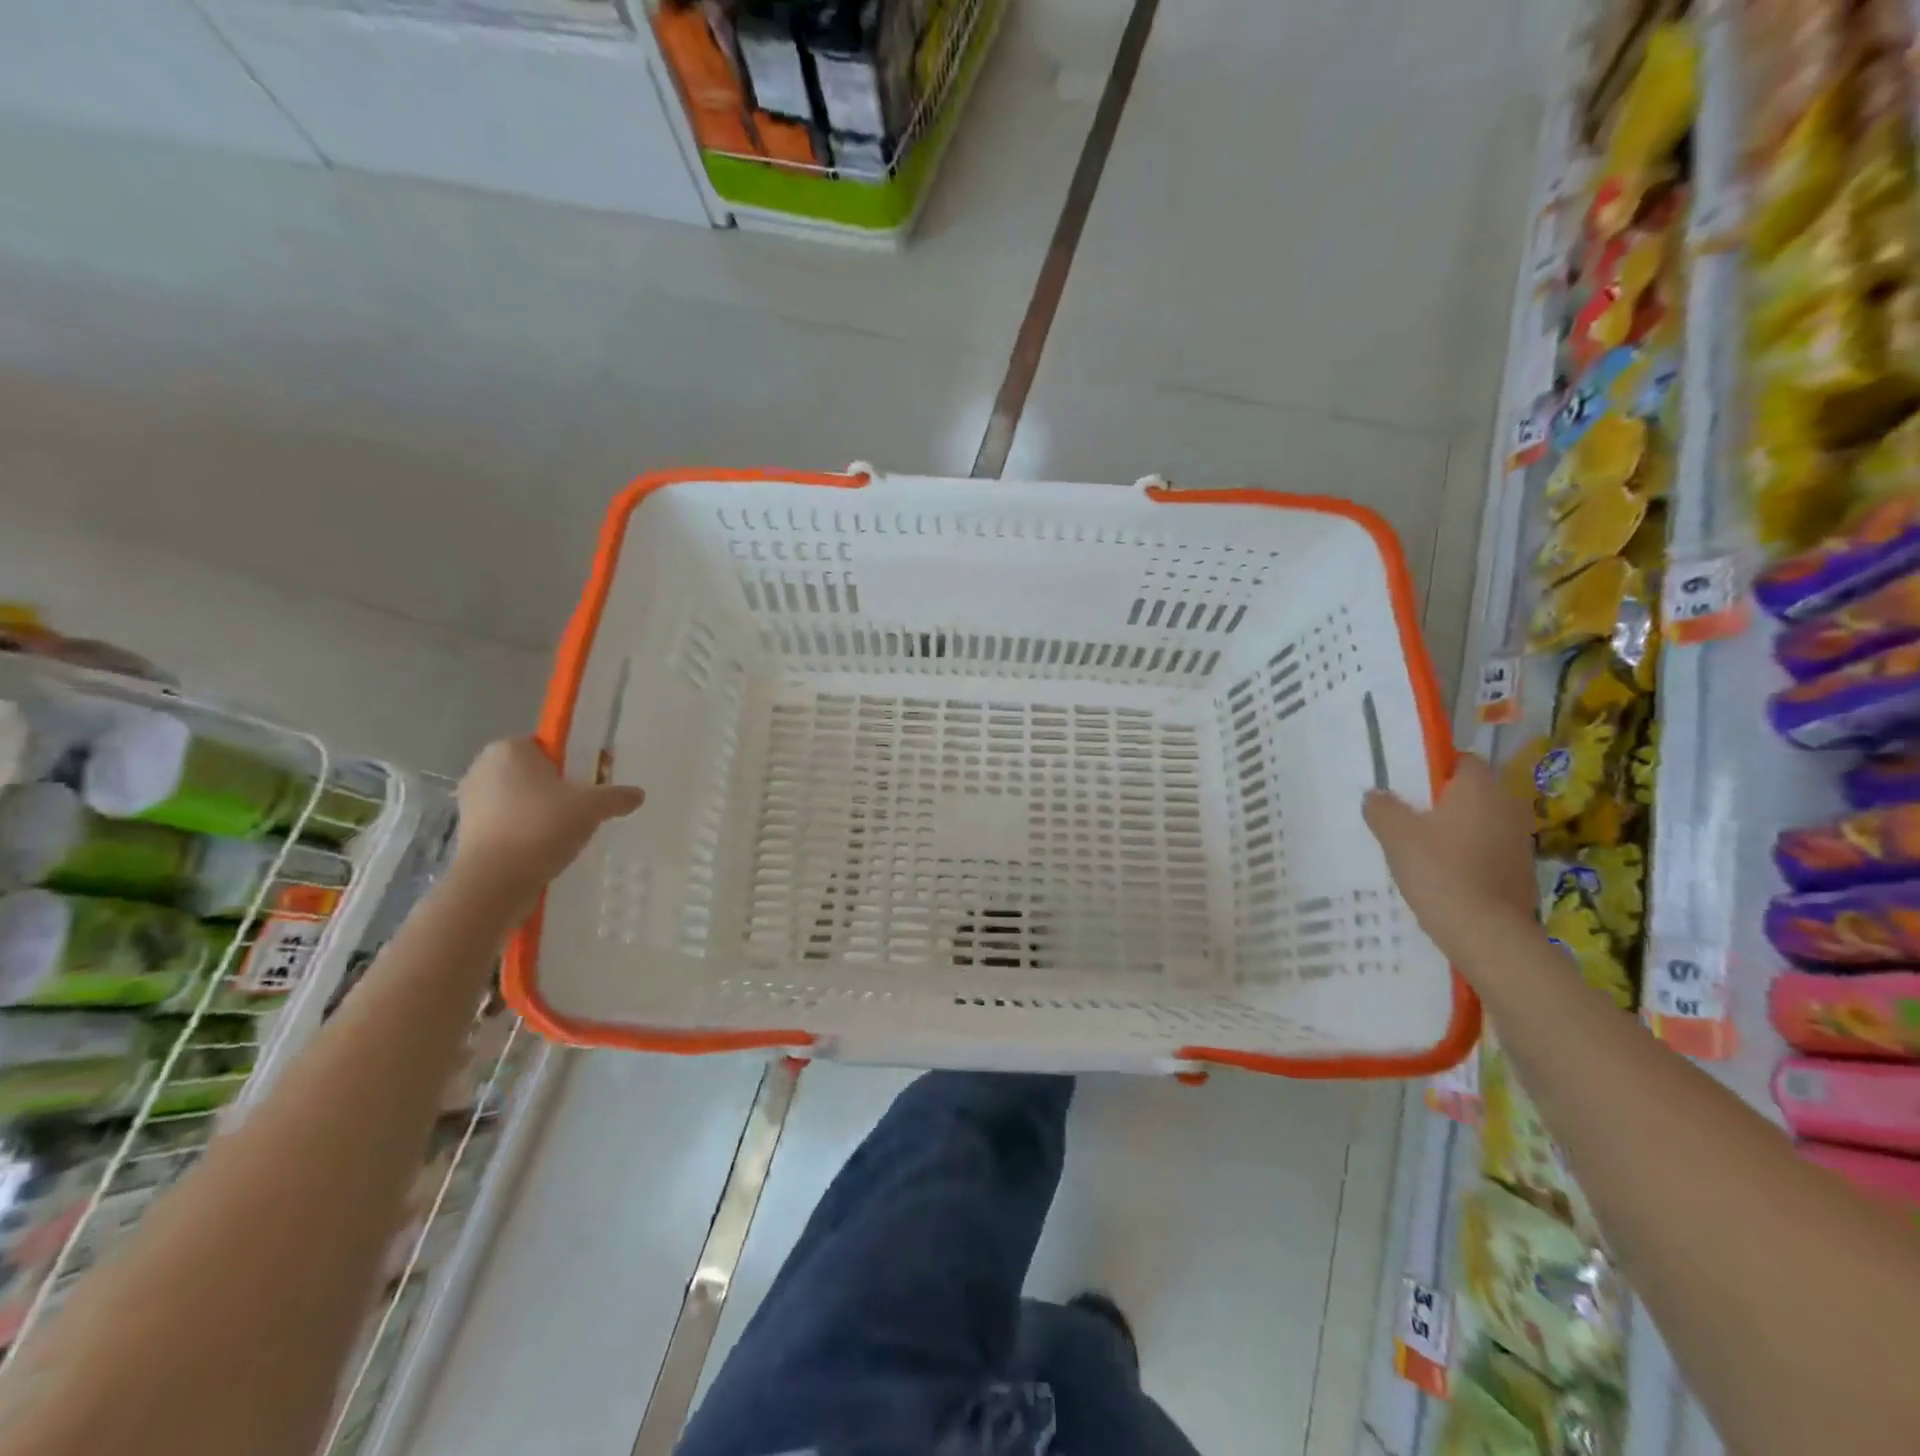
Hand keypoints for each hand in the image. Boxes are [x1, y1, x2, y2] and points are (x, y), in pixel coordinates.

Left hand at [450, 737, 643, 903]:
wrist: (495, 881)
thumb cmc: (542, 826)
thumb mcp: (593, 806)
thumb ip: (617, 796)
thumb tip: (637, 795)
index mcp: (509, 748)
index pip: (549, 746)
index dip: (575, 762)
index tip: (594, 783)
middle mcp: (483, 767)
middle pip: (535, 772)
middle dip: (560, 788)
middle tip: (586, 809)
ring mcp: (471, 801)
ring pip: (521, 799)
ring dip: (543, 811)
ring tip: (568, 833)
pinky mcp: (468, 832)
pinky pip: (508, 823)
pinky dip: (527, 832)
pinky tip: (546, 849)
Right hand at [1363, 754, 1535, 965]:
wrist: (1486, 933)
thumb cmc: (1439, 870)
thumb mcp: (1395, 834)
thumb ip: (1382, 807)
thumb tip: (1377, 794)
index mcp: (1480, 788)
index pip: (1462, 760)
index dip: (1435, 767)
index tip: (1408, 785)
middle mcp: (1508, 807)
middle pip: (1472, 792)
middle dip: (1442, 801)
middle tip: (1407, 816)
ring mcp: (1519, 841)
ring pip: (1480, 822)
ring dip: (1456, 829)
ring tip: (1421, 848)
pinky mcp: (1521, 871)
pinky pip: (1488, 850)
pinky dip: (1468, 855)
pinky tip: (1443, 874)